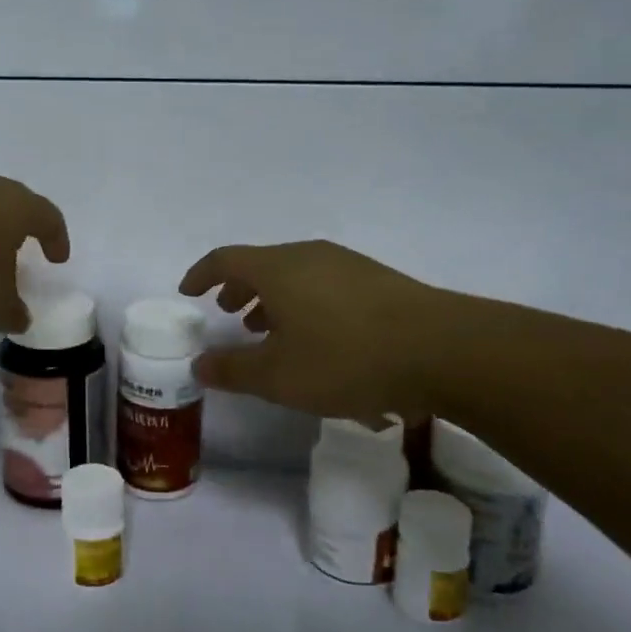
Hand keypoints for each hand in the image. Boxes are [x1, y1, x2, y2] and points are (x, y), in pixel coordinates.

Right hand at [178, 240, 437, 420]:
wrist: (442, 350)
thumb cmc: (346, 358)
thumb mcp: (279, 376)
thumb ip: (233, 370)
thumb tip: (198, 365)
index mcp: (277, 268)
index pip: (225, 260)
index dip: (201, 274)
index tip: (188, 293)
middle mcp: (309, 255)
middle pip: (261, 264)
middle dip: (239, 288)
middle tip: (229, 314)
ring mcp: (346, 264)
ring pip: (295, 274)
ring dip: (273, 298)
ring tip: (270, 331)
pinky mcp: (376, 280)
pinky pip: (323, 283)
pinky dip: (304, 303)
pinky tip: (318, 338)